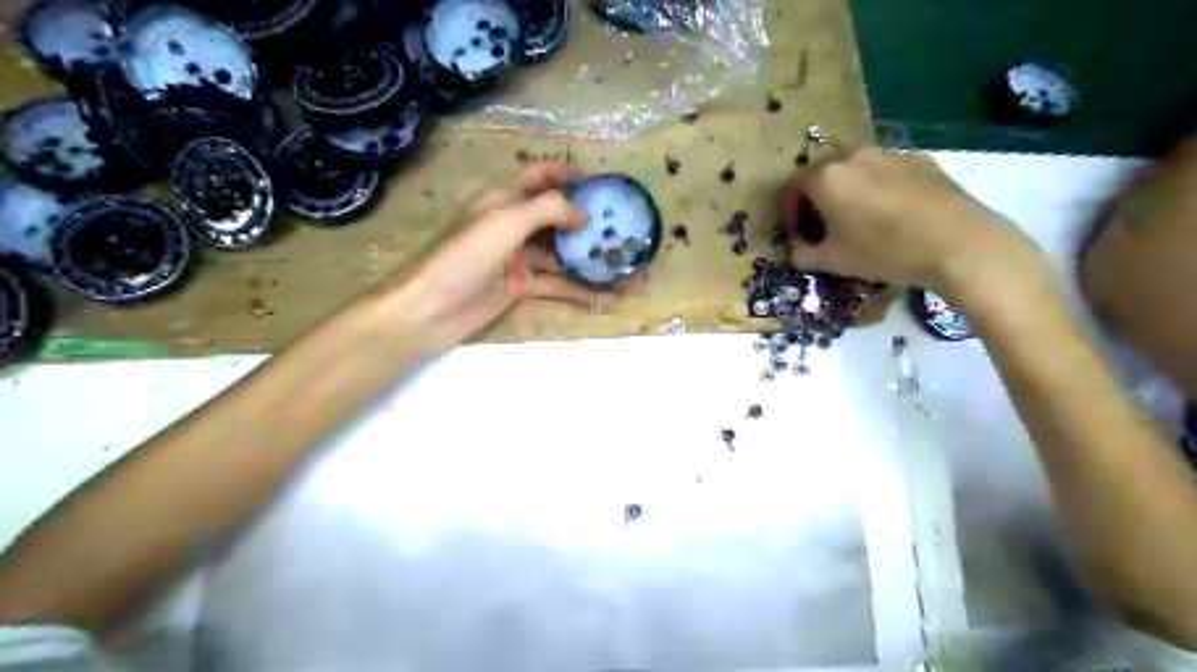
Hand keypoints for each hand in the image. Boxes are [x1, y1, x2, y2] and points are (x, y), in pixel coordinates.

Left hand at [381, 163, 644, 346]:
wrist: (429, 309)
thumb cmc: (464, 256)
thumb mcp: (506, 221)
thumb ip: (548, 210)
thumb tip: (586, 213)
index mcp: (503, 198)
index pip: (539, 176)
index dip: (568, 175)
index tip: (602, 183)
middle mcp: (513, 224)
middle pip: (557, 218)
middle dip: (589, 222)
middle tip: (624, 229)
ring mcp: (517, 258)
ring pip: (561, 255)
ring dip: (591, 261)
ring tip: (626, 267)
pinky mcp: (519, 287)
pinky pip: (556, 284)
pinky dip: (580, 289)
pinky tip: (607, 295)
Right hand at [781, 150, 1043, 305]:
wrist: (956, 243)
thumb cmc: (883, 251)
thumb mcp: (832, 262)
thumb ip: (803, 254)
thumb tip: (797, 248)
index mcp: (825, 178)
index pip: (791, 190)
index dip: (788, 215)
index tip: (797, 235)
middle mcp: (853, 156)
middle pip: (822, 176)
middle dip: (817, 201)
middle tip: (825, 228)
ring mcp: (889, 153)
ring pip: (855, 172)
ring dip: (849, 193)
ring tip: (861, 221)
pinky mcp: (920, 159)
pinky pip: (886, 172)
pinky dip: (879, 189)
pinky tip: (894, 215)